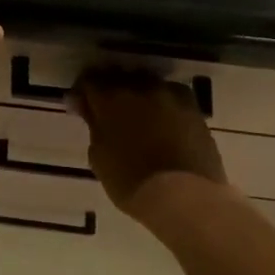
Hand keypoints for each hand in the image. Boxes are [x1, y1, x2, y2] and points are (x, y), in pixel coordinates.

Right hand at [71, 68, 231, 219]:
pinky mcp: (195, 109)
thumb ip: (94, 127)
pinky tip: (162, 124)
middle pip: (120, 77)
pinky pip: (172, 98)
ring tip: (138, 117)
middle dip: (111, 90)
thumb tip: (90, 111)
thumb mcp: (99, 157)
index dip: (82, 93)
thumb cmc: (131, 181)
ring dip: (139, 95)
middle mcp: (141, 87)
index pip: (89, 81)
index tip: (79, 108)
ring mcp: (171, 96)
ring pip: (149, 84)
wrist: (184, 196)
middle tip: (107, 112)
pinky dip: (163, 106)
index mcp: (111, 98)